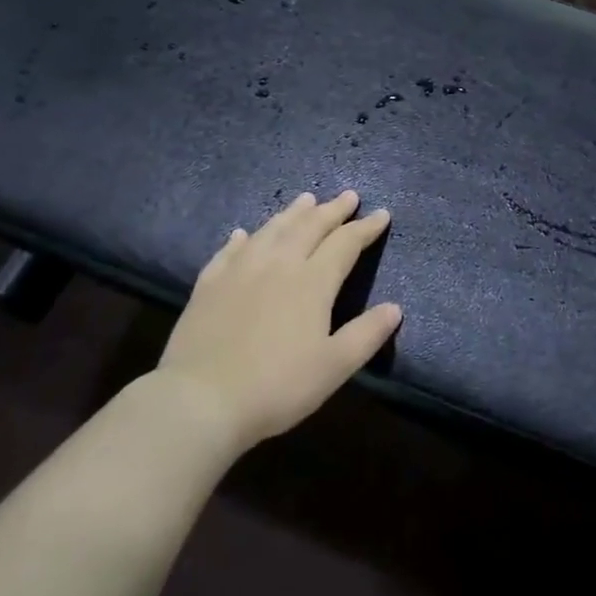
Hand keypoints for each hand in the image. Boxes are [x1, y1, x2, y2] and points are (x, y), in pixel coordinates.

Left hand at [156, 190, 400, 452]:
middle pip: (310, 226)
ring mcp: (239, 270)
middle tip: (348, 196)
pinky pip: (229, 250)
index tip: (381, 214)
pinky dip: (243, 238)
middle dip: (332, 210)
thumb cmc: (276, 386)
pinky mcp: (209, 284)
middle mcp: (278, 264)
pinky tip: (244, 234)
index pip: (345, 243)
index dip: (366, 228)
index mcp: (312, 282)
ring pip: (272, 230)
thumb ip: (366, 334)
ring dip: (293, 213)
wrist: (200, 400)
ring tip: (306, 199)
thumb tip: (395, 307)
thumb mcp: (333, 367)